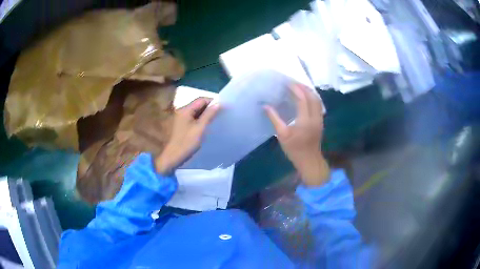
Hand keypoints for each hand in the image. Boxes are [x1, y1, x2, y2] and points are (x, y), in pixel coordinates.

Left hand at [155, 98, 219, 173]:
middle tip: (220, 115)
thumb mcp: (200, 129)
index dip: (213, 102)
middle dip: (209, 108)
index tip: (223, 109)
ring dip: (205, 114)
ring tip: (215, 121)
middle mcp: (181, 111)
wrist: (171, 157)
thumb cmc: (186, 143)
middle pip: (198, 105)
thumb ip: (209, 115)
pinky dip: (199, 120)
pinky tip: (205, 126)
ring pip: (195, 112)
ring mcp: (180, 118)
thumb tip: (218, 104)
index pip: (201, 100)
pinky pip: (192, 118)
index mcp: (185, 109)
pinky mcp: (180, 125)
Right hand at [265, 84, 329, 185]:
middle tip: (294, 82)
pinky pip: (318, 105)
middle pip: (312, 97)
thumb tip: (265, 106)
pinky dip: (312, 98)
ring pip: (317, 100)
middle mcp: (315, 117)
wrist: (309, 160)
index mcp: (305, 120)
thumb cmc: (295, 149)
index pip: (302, 99)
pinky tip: (306, 97)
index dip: (296, 89)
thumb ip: (274, 119)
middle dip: (304, 87)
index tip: (288, 83)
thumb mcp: (282, 135)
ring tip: (300, 87)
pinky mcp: (320, 122)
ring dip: (309, 91)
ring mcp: (319, 119)